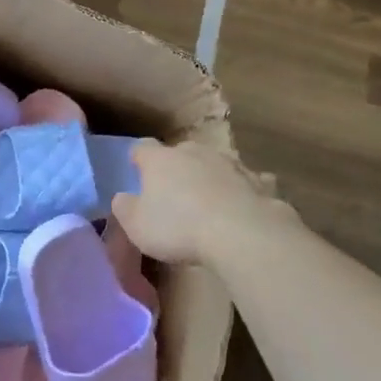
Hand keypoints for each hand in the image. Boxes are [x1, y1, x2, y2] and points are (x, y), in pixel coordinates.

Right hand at [110, 138, 283, 265]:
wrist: (241, 233)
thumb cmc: (179, 228)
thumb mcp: (137, 226)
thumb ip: (125, 209)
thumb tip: (122, 198)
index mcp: (160, 160)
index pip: (142, 147)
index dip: (138, 158)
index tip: (136, 170)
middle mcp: (194, 152)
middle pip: (180, 153)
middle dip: (176, 168)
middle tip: (173, 192)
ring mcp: (230, 163)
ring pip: (215, 164)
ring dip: (210, 177)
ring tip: (208, 202)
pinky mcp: (258, 181)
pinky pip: (247, 182)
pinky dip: (242, 190)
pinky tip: (243, 206)